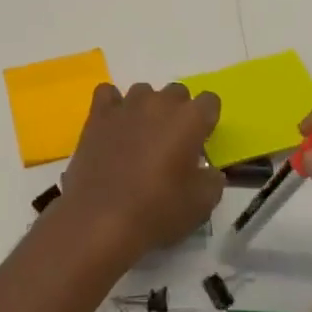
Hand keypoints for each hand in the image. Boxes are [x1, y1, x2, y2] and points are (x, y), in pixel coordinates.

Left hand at [58, 82, 223, 268]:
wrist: (100, 219)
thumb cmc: (156, 211)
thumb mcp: (201, 205)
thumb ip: (213, 180)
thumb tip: (209, 171)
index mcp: (190, 119)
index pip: (210, 101)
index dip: (207, 121)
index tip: (201, 142)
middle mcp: (159, 103)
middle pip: (177, 92)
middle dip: (179, 112)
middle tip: (173, 144)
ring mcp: (126, 105)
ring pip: (144, 91)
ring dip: (147, 109)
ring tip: (141, 138)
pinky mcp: (98, 114)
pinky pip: (108, 94)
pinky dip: (113, 105)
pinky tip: (114, 126)